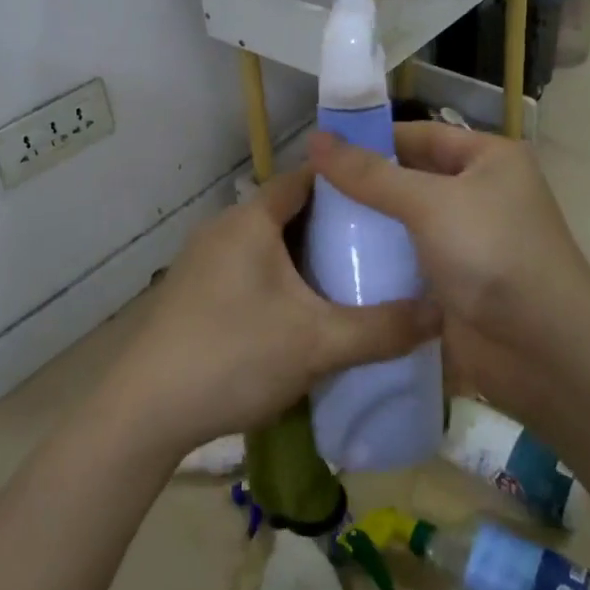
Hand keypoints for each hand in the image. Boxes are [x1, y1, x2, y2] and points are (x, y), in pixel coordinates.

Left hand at [102, 167, 433, 459]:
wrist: (146, 410)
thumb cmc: (234, 355)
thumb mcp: (318, 343)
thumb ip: (383, 328)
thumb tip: (443, 313)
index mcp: (250, 220)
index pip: (305, 178)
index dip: (346, 182)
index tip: (387, 197)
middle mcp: (223, 229)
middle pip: (288, 212)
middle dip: (332, 226)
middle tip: (381, 245)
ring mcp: (203, 261)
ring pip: (267, 245)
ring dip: (304, 258)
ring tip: (351, 278)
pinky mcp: (194, 293)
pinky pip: (248, 270)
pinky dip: (280, 280)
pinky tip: (303, 313)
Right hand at [309, 123, 589, 419]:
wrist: (542, 349)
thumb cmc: (491, 254)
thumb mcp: (428, 202)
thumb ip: (369, 174)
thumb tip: (315, 139)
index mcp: (488, 159)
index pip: (418, 136)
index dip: (369, 140)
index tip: (318, 152)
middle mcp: (480, 193)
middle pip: (409, 178)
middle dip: (363, 185)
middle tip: (308, 191)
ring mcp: (468, 240)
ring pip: (405, 222)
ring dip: (367, 225)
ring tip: (311, 224)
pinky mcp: (455, 281)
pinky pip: (408, 260)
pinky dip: (379, 260)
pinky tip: (335, 261)